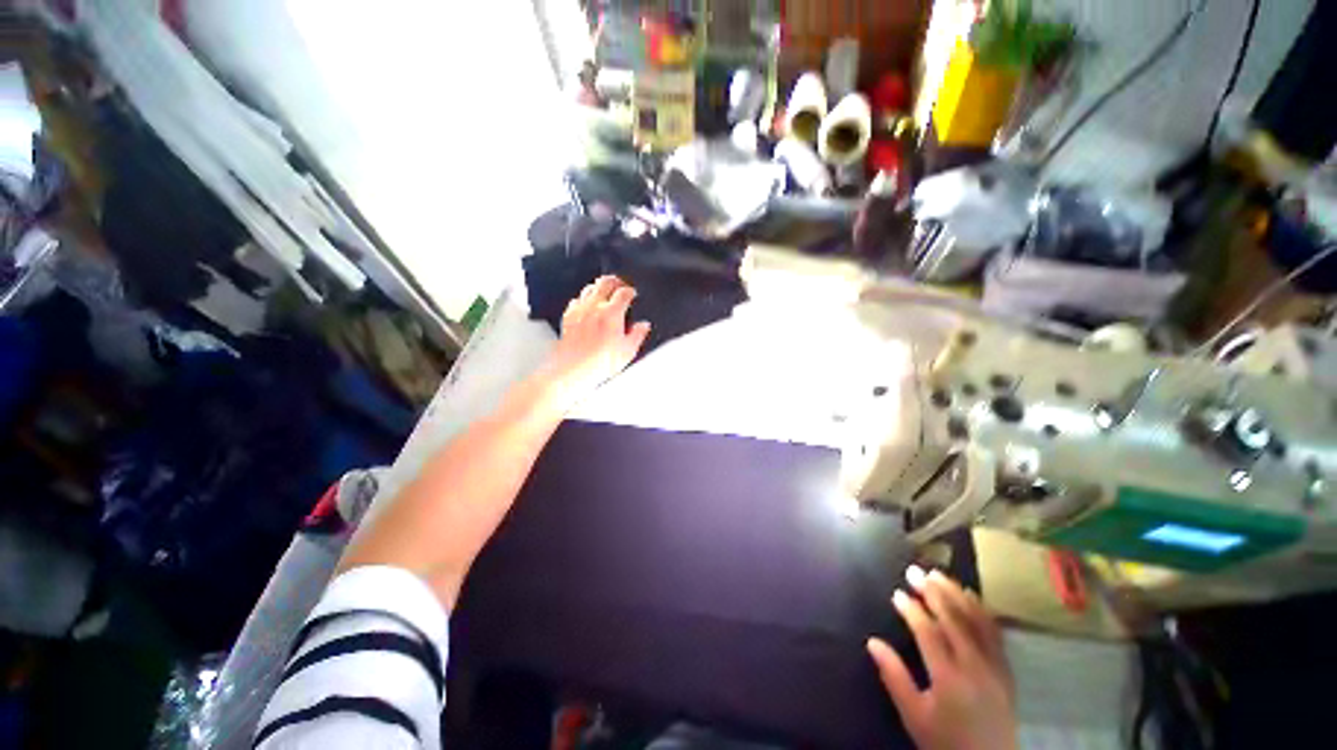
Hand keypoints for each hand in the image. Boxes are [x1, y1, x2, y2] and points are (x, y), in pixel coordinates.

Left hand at [541, 276, 650, 404]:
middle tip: (620, 284)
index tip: (633, 294)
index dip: (631, 291)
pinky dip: (583, 299)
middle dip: (615, 281)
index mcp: (612, 313)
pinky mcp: (568, 317)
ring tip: (605, 291)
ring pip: (589, 288)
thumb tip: (643, 326)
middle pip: (605, 282)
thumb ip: (637, 335)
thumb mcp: (627, 351)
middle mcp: (594, 307)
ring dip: (599, 287)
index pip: (624, 292)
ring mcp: (579, 311)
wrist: (572, 370)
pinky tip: (585, 305)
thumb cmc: (598, 363)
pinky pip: (576, 300)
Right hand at [867, 566, 1015, 749]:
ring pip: (977, 622)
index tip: (897, 593)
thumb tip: (872, 642)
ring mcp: (995, 667)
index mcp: (949, 678)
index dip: (911, 610)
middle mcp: (975, 667)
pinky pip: (995, 633)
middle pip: (954, 621)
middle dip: (933, 593)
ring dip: (957, 595)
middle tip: (915, 571)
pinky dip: (981, 611)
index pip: (928, 633)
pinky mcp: (1006, 670)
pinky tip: (970, 597)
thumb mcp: (913, 715)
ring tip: (939, 575)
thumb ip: (894, 677)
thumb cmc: (945, 740)